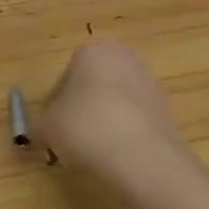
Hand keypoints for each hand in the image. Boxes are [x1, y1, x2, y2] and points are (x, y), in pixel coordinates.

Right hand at [40, 40, 183, 186]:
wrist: (142, 158)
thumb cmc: (85, 127)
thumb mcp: (47, 127)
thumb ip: (40, 126)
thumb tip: (40, 134)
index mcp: (93, 50)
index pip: (64, 76)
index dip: (53, 105)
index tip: (50, 129)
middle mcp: (125, 58)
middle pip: (93, 86)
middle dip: (80, 110)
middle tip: (68, 139)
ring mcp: (150, 85)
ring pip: (115, 103)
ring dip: (102, 123)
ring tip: (92, 153)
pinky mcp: (167, 112)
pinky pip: (134, 121)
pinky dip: (123, 136)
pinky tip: (115, 158)